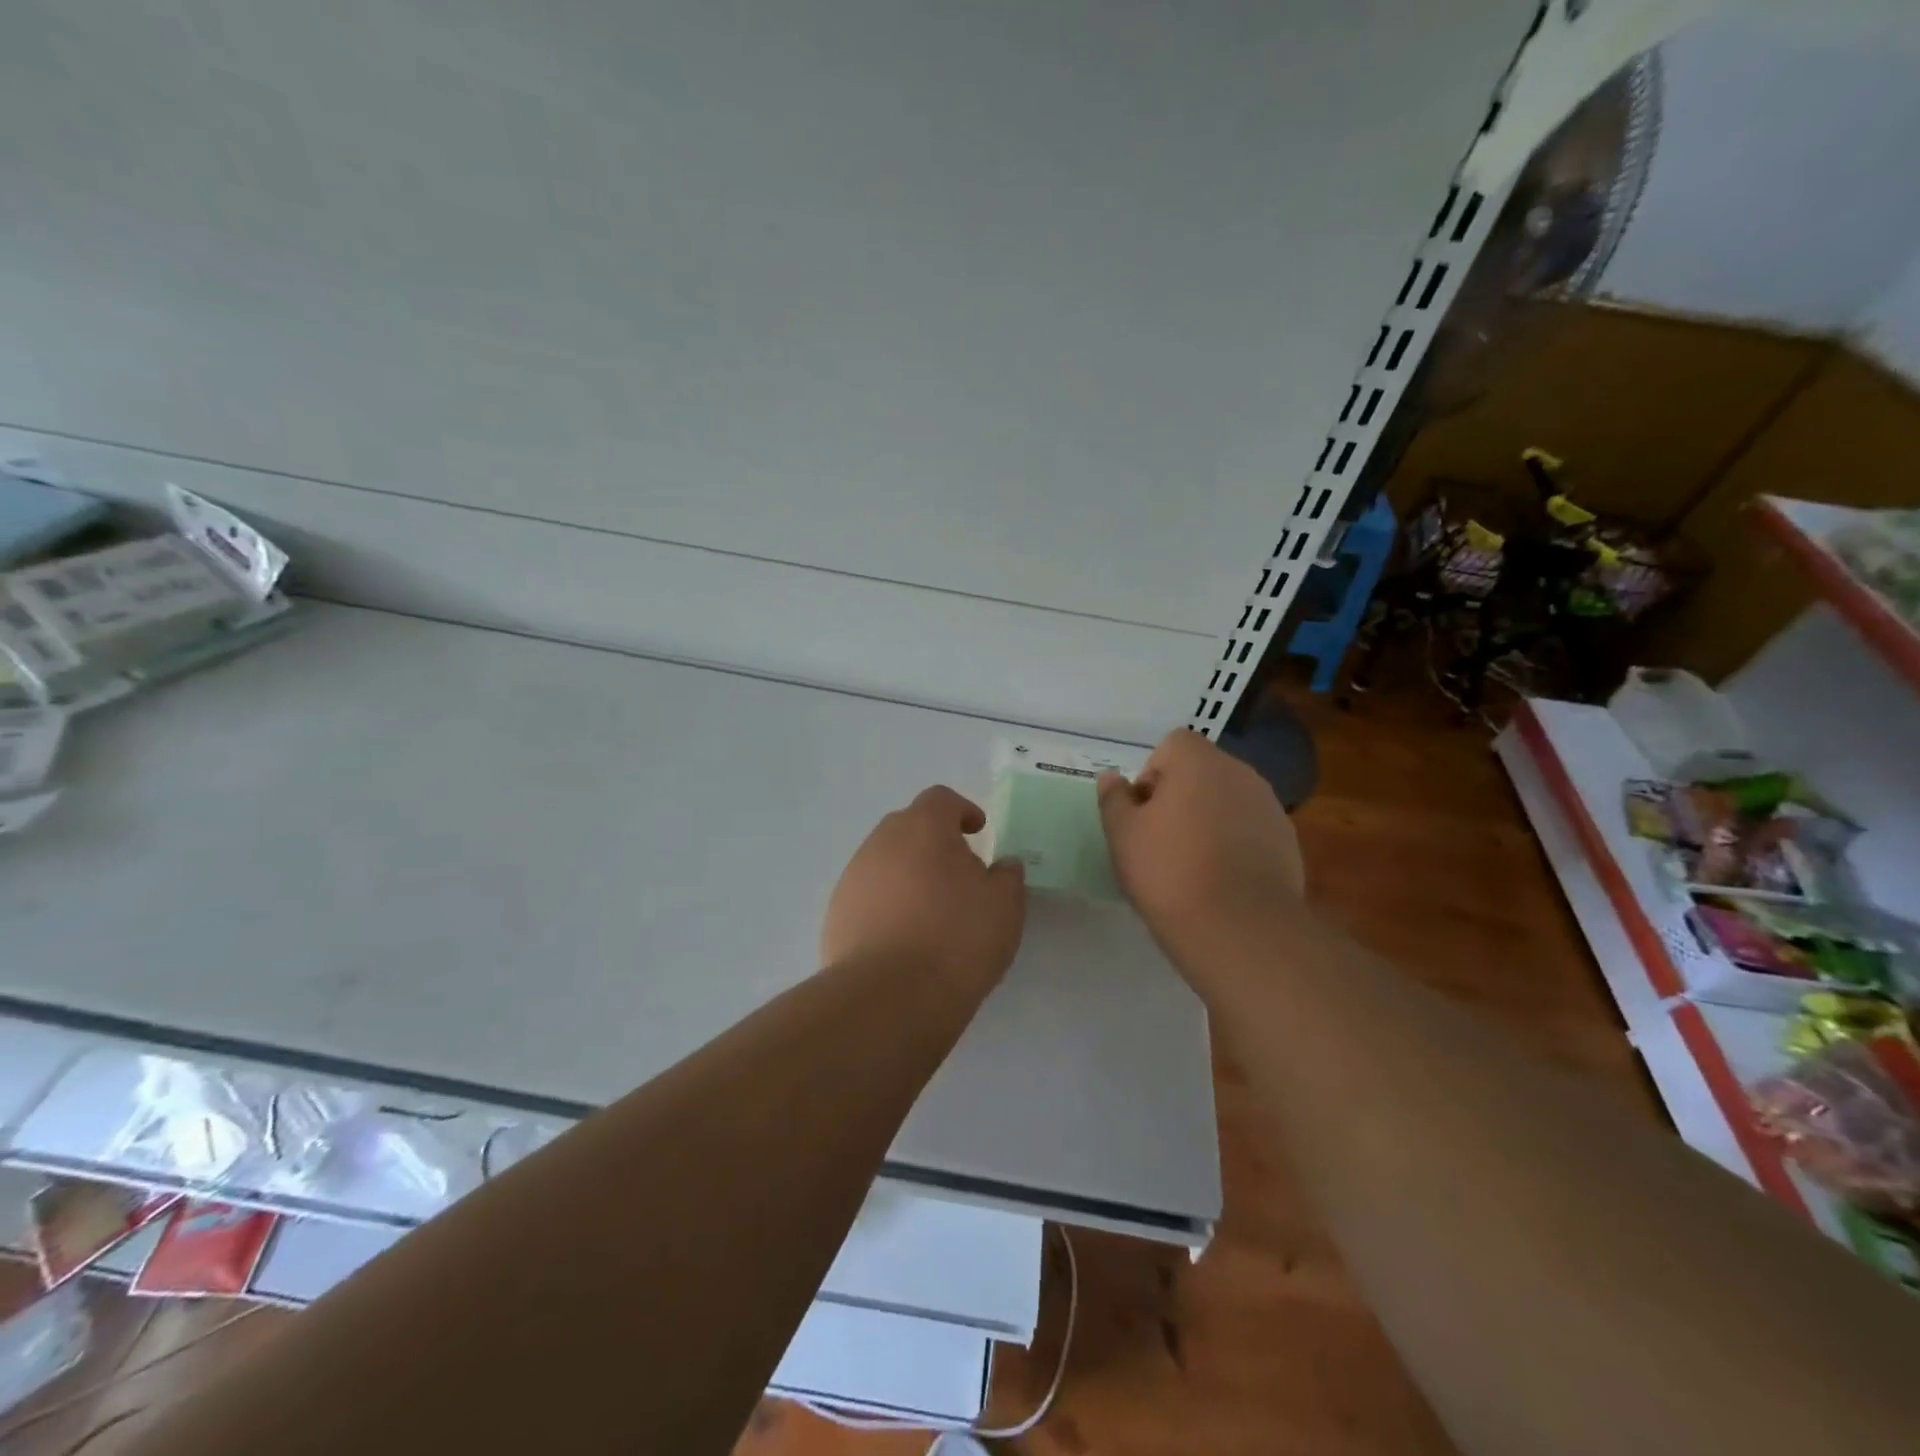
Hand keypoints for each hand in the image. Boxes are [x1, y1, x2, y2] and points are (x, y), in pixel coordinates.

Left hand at [822, 786, 1025, 989]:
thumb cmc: (957, 939)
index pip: (940, 799)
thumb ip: (1007, 876)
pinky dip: (886, 904)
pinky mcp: (836, 915)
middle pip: (907, 826)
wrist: (890, 997)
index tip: (978, 831)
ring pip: (884, 862)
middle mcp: (881, 843)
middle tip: (957, 871)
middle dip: (932, 840)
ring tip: (930, 910)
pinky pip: (867, 896)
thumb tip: (1003, 865)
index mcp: (923, 828)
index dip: (962, 810)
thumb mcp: (1005, 906)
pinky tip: (903, 938)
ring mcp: (853, 878)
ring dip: (907, 873)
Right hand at [1097, 730, 1304, 967]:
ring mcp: (1269, 805)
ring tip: (1193, 861)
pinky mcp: (1287, 840)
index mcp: (1198, 762)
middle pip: (1202, 770)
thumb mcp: (1123, 835)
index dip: (1152, 774)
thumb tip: (1111, 777)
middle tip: (1162, 839)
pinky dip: (1235, 841)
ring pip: (1228, 799)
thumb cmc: (1169, 872)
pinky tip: (1222, 877)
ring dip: (1210, 817)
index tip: (1143, 813)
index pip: (1173, 744)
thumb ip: (1114, 799)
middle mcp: (1240, 772)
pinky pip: (1250, 828)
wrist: (1239, 928)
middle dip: (1181, 795)